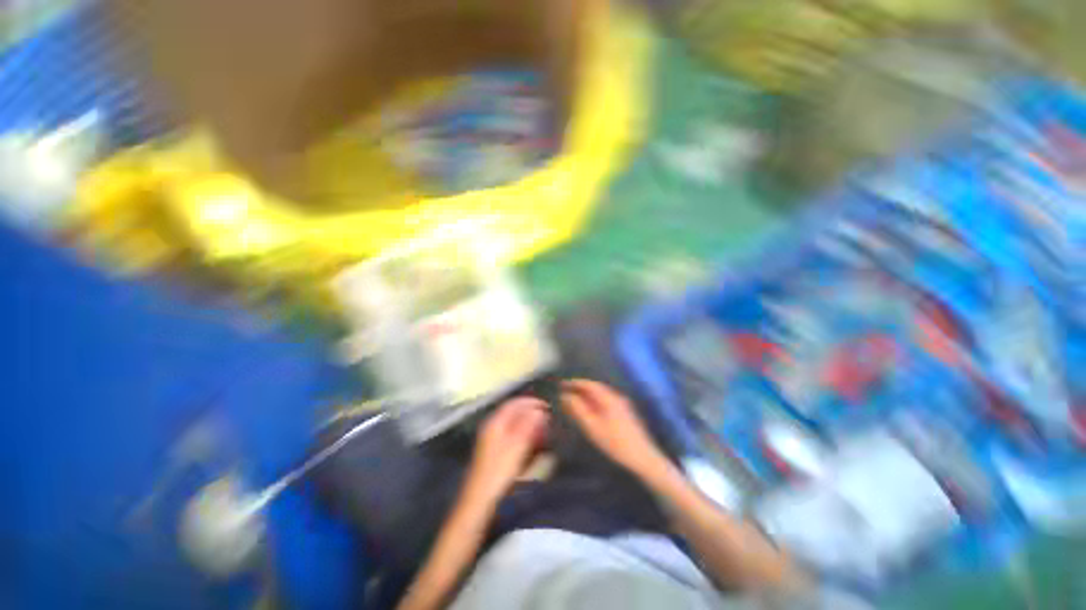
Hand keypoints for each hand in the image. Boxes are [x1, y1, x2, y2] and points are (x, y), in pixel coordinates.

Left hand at [464, 397, 549, 505]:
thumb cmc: (499, 472)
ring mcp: (492, 439)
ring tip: (541, 426)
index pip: (514, 403)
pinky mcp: (494, 451)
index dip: (530, 402)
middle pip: (512, 412)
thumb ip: (528, 426)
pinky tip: (530, 440)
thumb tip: (539, 410)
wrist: (480, 500)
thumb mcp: (517, 447)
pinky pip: (511, 433)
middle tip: (546, 415)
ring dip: (527, 422)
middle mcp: (492, 427)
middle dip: (529, 411)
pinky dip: (522, 432)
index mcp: (495, 423)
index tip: (546, 405)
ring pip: (512, 423)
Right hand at [560, 379, 668, 477]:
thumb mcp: (593, 427)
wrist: (643, 458)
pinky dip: (595, 402)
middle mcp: (617, 397)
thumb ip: (578, 410)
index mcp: (609, 398)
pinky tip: (590, 410)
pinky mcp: (625, 413)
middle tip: (567, 392)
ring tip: (575, 400)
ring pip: (601, 395)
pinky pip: (606, 401)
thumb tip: (566, 396)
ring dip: (588, 395)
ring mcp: (623, 404)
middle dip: (581, 388)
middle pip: (596, 388)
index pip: (589, 384)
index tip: (563, 384)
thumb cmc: (615, 443)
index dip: (575, 383)